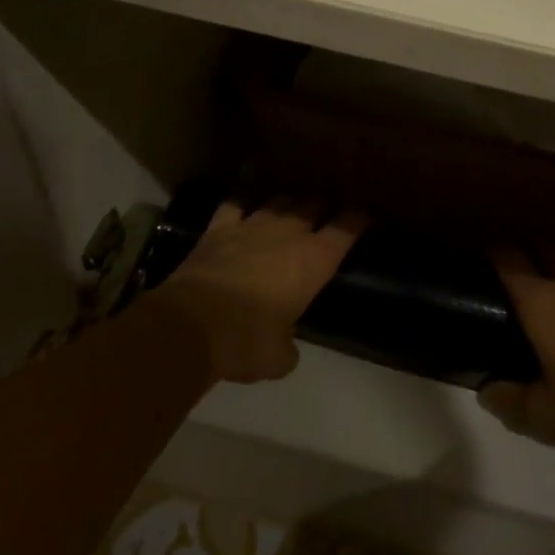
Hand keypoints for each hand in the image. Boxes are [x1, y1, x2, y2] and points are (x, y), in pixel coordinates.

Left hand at [145, 198, 365, 384]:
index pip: (345, 231)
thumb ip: (287, 348)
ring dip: (287, 204)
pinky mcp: (217, 229)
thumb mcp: (278, 358)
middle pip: (312, 207)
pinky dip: (242, 198)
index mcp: (314, 261)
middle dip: (321, 208)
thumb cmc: (247, 341)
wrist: (190, 326)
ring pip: (278, 201)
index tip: (363, 215)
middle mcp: (288, 234)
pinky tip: (244, 196)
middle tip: (324, 213)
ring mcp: (251, 226)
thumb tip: (284, 349)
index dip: (356, 221)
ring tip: (290, 207)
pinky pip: (234, 203)